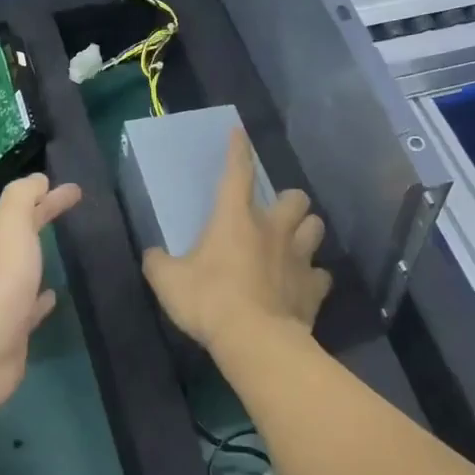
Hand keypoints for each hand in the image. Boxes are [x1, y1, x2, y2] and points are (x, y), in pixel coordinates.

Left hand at [0, 173, 81, 410]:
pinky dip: (42, 299)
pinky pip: (32, 307)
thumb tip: (38, 179)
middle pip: (24, 234)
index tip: (76, 189)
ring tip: (63, 249)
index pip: (24, 207)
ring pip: (26, 269)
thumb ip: (22, 198)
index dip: (48, 195)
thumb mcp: (10, 226)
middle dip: (45, 216)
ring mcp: (3, 298)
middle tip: (75, 205)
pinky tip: (53, 296)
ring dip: (41, 257)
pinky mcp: (14, 329)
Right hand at [142, 129, 330, 352]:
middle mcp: (273, 230)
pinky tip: (301, 285)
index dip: (238, 150)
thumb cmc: (209, 301)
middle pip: (295, 198)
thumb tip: (152, 255)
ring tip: (293, 243)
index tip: (239, 133)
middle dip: (288, 202)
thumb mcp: (167, 281)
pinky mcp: (314, 289)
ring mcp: (299, 258)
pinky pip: (321, 275)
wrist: (256, 341)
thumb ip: (158, 263)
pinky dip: (313, 277)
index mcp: (235, 219)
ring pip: (316, 228)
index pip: (237, 173)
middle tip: (274, 216)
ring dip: (306, 231)